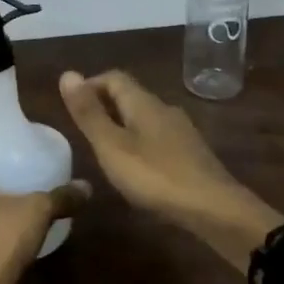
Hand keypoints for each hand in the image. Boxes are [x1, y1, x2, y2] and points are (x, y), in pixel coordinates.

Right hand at [58, 70, 281, 267]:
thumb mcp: (111, 146)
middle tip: (83, 129)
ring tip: (104, 149)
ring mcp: (182, 132)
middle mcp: (164, 109)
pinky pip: (158, 137)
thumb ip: (89, 113)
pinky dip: (139, 142)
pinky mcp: (192, 154)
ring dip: (122, 125)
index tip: (72, 106)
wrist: (216, 210)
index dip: (90, 85)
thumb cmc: (156, 176)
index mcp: (143, 102)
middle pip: (130, 95)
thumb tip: (67, 73)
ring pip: (144, 117)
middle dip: (104, 105)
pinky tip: (135, 167)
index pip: (113, 77)